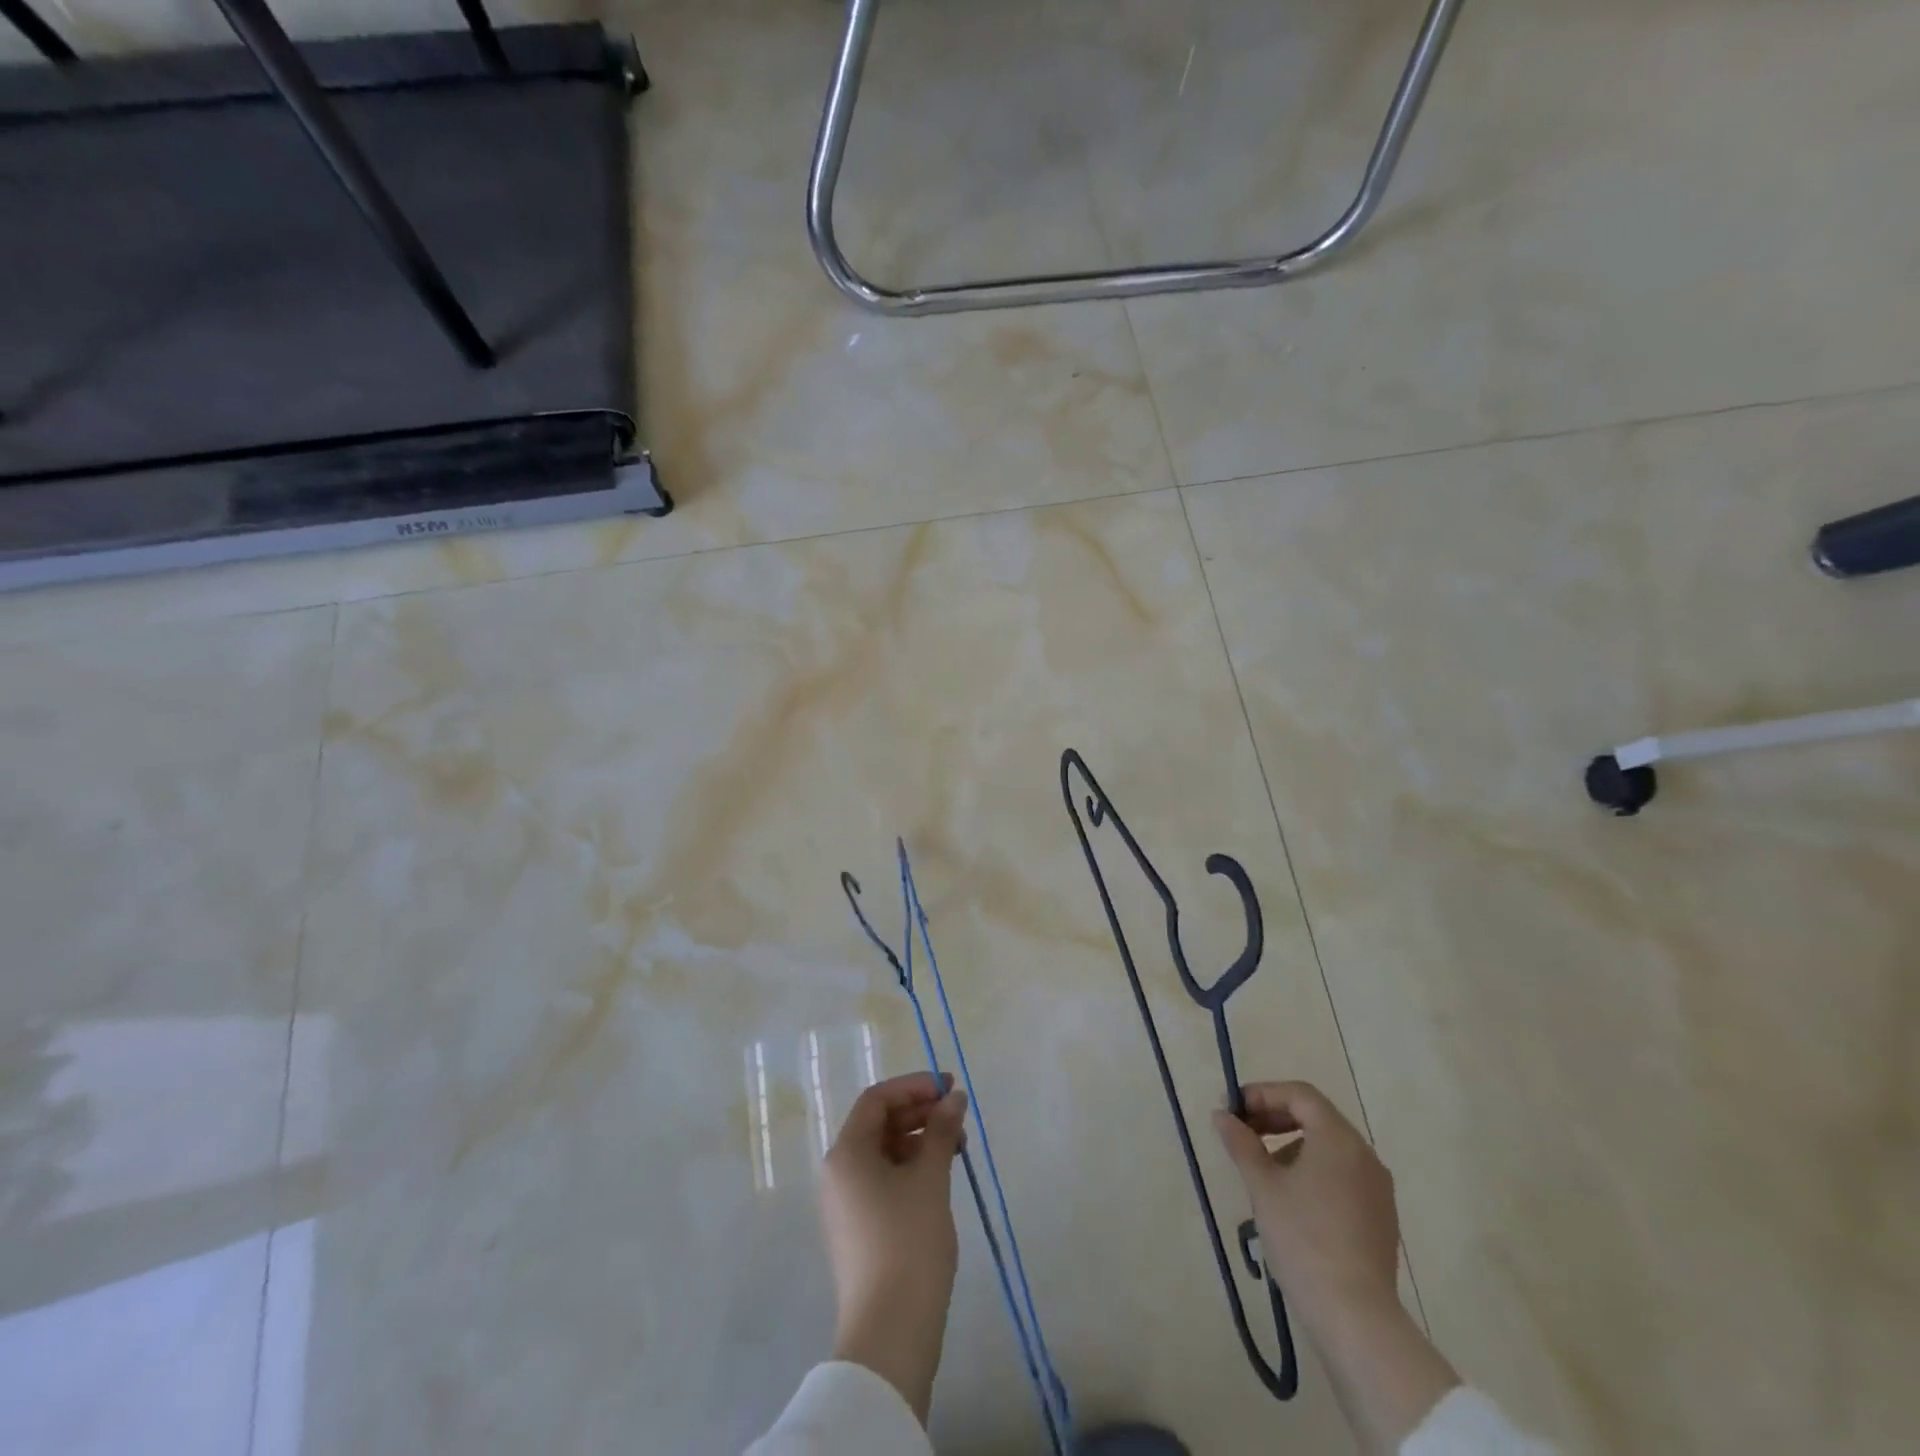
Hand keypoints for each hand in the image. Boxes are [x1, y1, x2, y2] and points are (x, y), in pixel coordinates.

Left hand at [820, 1071, 968, 1423]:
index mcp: (847, 1152)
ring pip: (884, 1151)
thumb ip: (941, 1130)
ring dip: (919, 1139)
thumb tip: (955, 1096)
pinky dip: (911, 1167)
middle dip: (919, 1112)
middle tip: (958, 1114)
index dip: (914, 1086)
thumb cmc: (908, 1242)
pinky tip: (941, 1174)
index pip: (877, 1099)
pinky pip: (883, 1179)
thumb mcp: (930, 1178)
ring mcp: (846, 1202)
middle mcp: (839, 1171)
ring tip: (957, 1146)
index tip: (949, 1088)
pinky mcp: (859, 1228)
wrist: (890, 1334)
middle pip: (878, 1123)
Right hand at [1211, 1080, 1399, 1332]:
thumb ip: (1241, 1143)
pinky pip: (1342, 1174)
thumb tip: (1222, 1115)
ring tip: (1261, 1170)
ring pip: (1329, 1147)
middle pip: (1316, 1117)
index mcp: (1339, 1138)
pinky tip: (1291, 1199)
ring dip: (1291, 1145)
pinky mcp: (1381, 1217)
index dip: (1262, 1094)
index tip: (1233, 1110)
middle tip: (1242, 1132)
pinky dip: (1313, 1170)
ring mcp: (1377, 1188)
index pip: (1299, 1094)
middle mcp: (1365, 1154)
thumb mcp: (1263, 1186)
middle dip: (1275, 1118)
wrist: (1355, 1316)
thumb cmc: (1303, 1238)